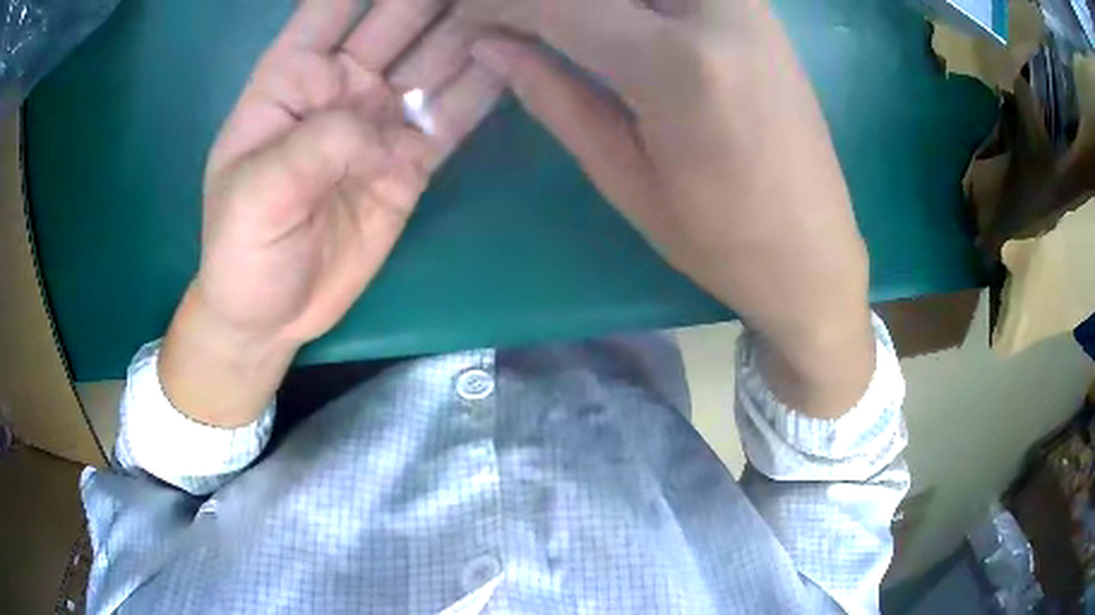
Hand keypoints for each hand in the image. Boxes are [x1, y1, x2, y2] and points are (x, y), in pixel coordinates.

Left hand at [161, 0, 503, 426]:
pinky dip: (486, 86)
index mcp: (291, 77)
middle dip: (435, 0)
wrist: (273, 314)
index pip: (331, 6)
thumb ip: (315, 147)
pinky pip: (454, 114)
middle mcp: (342, 84)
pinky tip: (521, 57)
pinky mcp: (411, 158)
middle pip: (397, 21)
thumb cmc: (243, 251)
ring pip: (436, 59)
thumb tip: (383, 129)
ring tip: (513, 9)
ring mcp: (381, 119)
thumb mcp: (257, 197)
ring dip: (474, 29)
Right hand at [459, 0, 874, 415]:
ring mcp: (747, 4)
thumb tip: (491, 43)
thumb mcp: (626, 178)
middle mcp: (718, 11)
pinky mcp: (760, 10)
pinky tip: (611, 21)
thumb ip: (553, 96)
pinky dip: (633, 2)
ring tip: (555, 23)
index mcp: (678, 65)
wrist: (815, 251)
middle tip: (509, 21)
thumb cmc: (722, 240)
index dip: (498, 3)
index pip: (560, 2)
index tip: (465, 16)